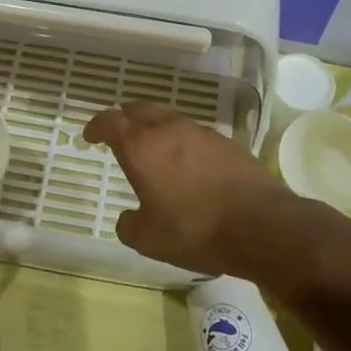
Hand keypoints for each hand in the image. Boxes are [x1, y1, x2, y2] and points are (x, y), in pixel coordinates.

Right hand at [83, 102, 292, 275]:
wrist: (261, 225)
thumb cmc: (195, 230)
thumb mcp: (149, 240)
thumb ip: (129, 225)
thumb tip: (128, 218)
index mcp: (141, 147)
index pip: (110, 122)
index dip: (96, 126)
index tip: (90, 135)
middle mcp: (168, 129)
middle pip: (139, 109)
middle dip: (124, 118)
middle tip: (119, 134)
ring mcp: (200, 132)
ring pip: (168, 118)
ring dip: (155, 128)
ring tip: (153, 149)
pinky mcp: (226, 142)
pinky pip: (193, 133)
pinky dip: (182, 141)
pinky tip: (188, 164)